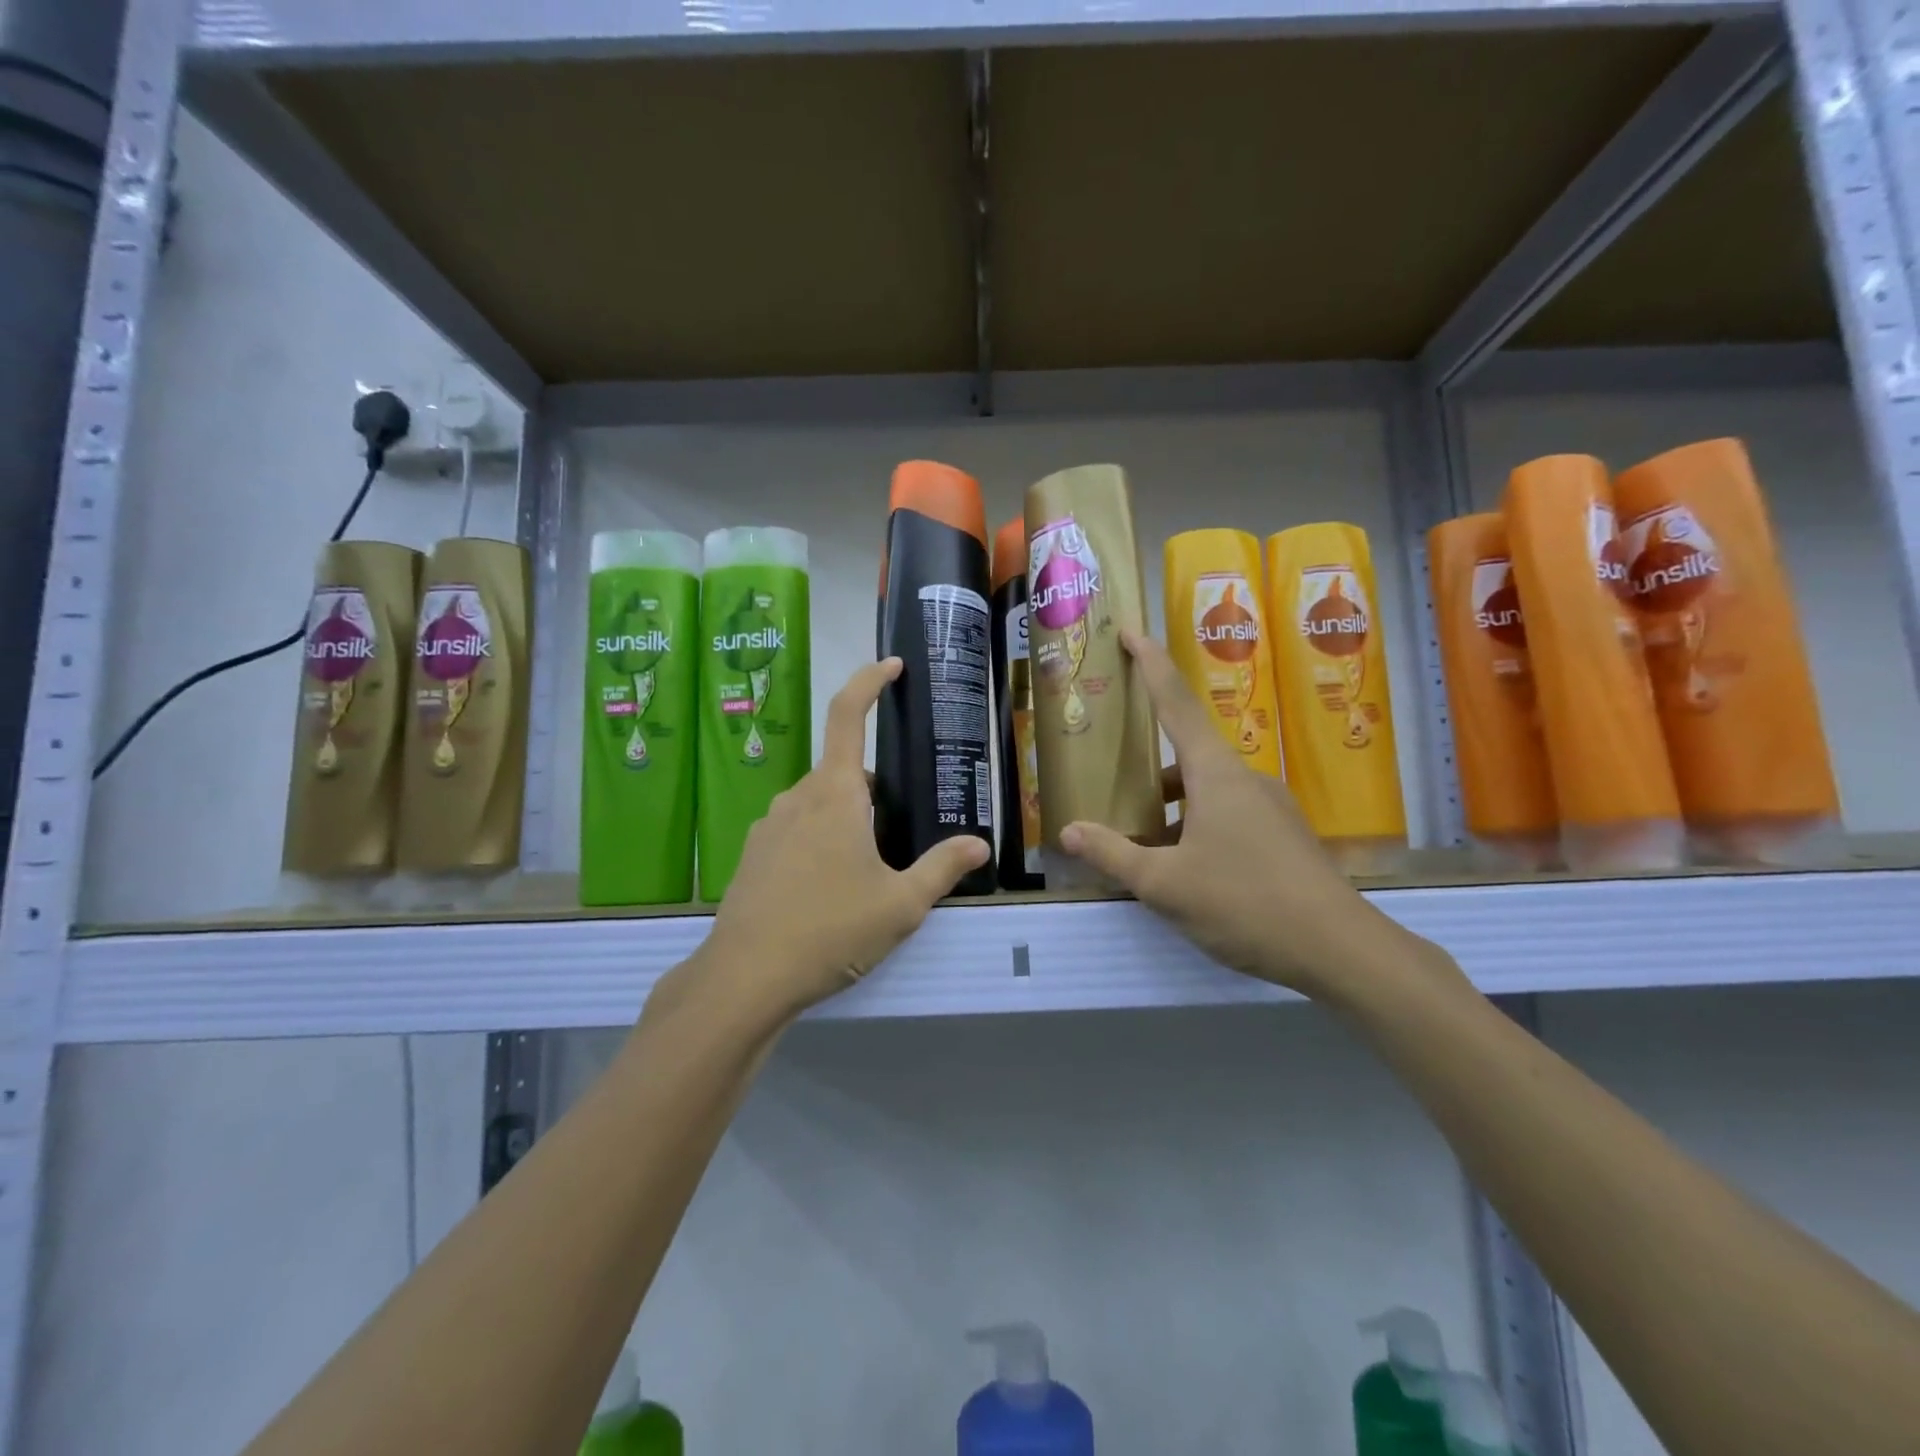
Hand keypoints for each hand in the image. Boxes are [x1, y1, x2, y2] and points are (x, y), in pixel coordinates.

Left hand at [686, 657, 989, 1026]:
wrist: (745, 979)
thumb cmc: (830, 930)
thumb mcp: (900, 903)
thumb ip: (942, 868)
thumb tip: (979, 844)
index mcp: (835, 794)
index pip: (848, 715)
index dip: (870, 682)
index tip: (892, 667)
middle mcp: (797, 798)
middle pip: (844, 773)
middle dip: (876, 791)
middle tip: (903, 832)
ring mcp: (768, 827)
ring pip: (819, 805)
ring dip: (848, 820)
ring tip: (870, 871)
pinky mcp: (753, 856)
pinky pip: (796, 832)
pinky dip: (820, 842)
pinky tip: (830, 892)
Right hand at [1059, 631, 1445, 1003]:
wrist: (1340, 950)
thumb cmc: (1245, 902)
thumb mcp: (1164, 883)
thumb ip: (1113, 854)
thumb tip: (1068, 831)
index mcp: (1216, 773)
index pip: (1176, 702)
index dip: (1151, 664)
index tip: (1131, 630)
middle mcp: (1245, 779)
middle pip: (1186, 755)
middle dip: (1147, 769)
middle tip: (1112, 782)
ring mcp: (1270, 808)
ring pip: (1206, 792)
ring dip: (1170, 808)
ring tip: (1138, 844)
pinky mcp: (1283, 836)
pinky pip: (1226, 816)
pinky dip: (1195, 828)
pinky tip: (1181, 870)